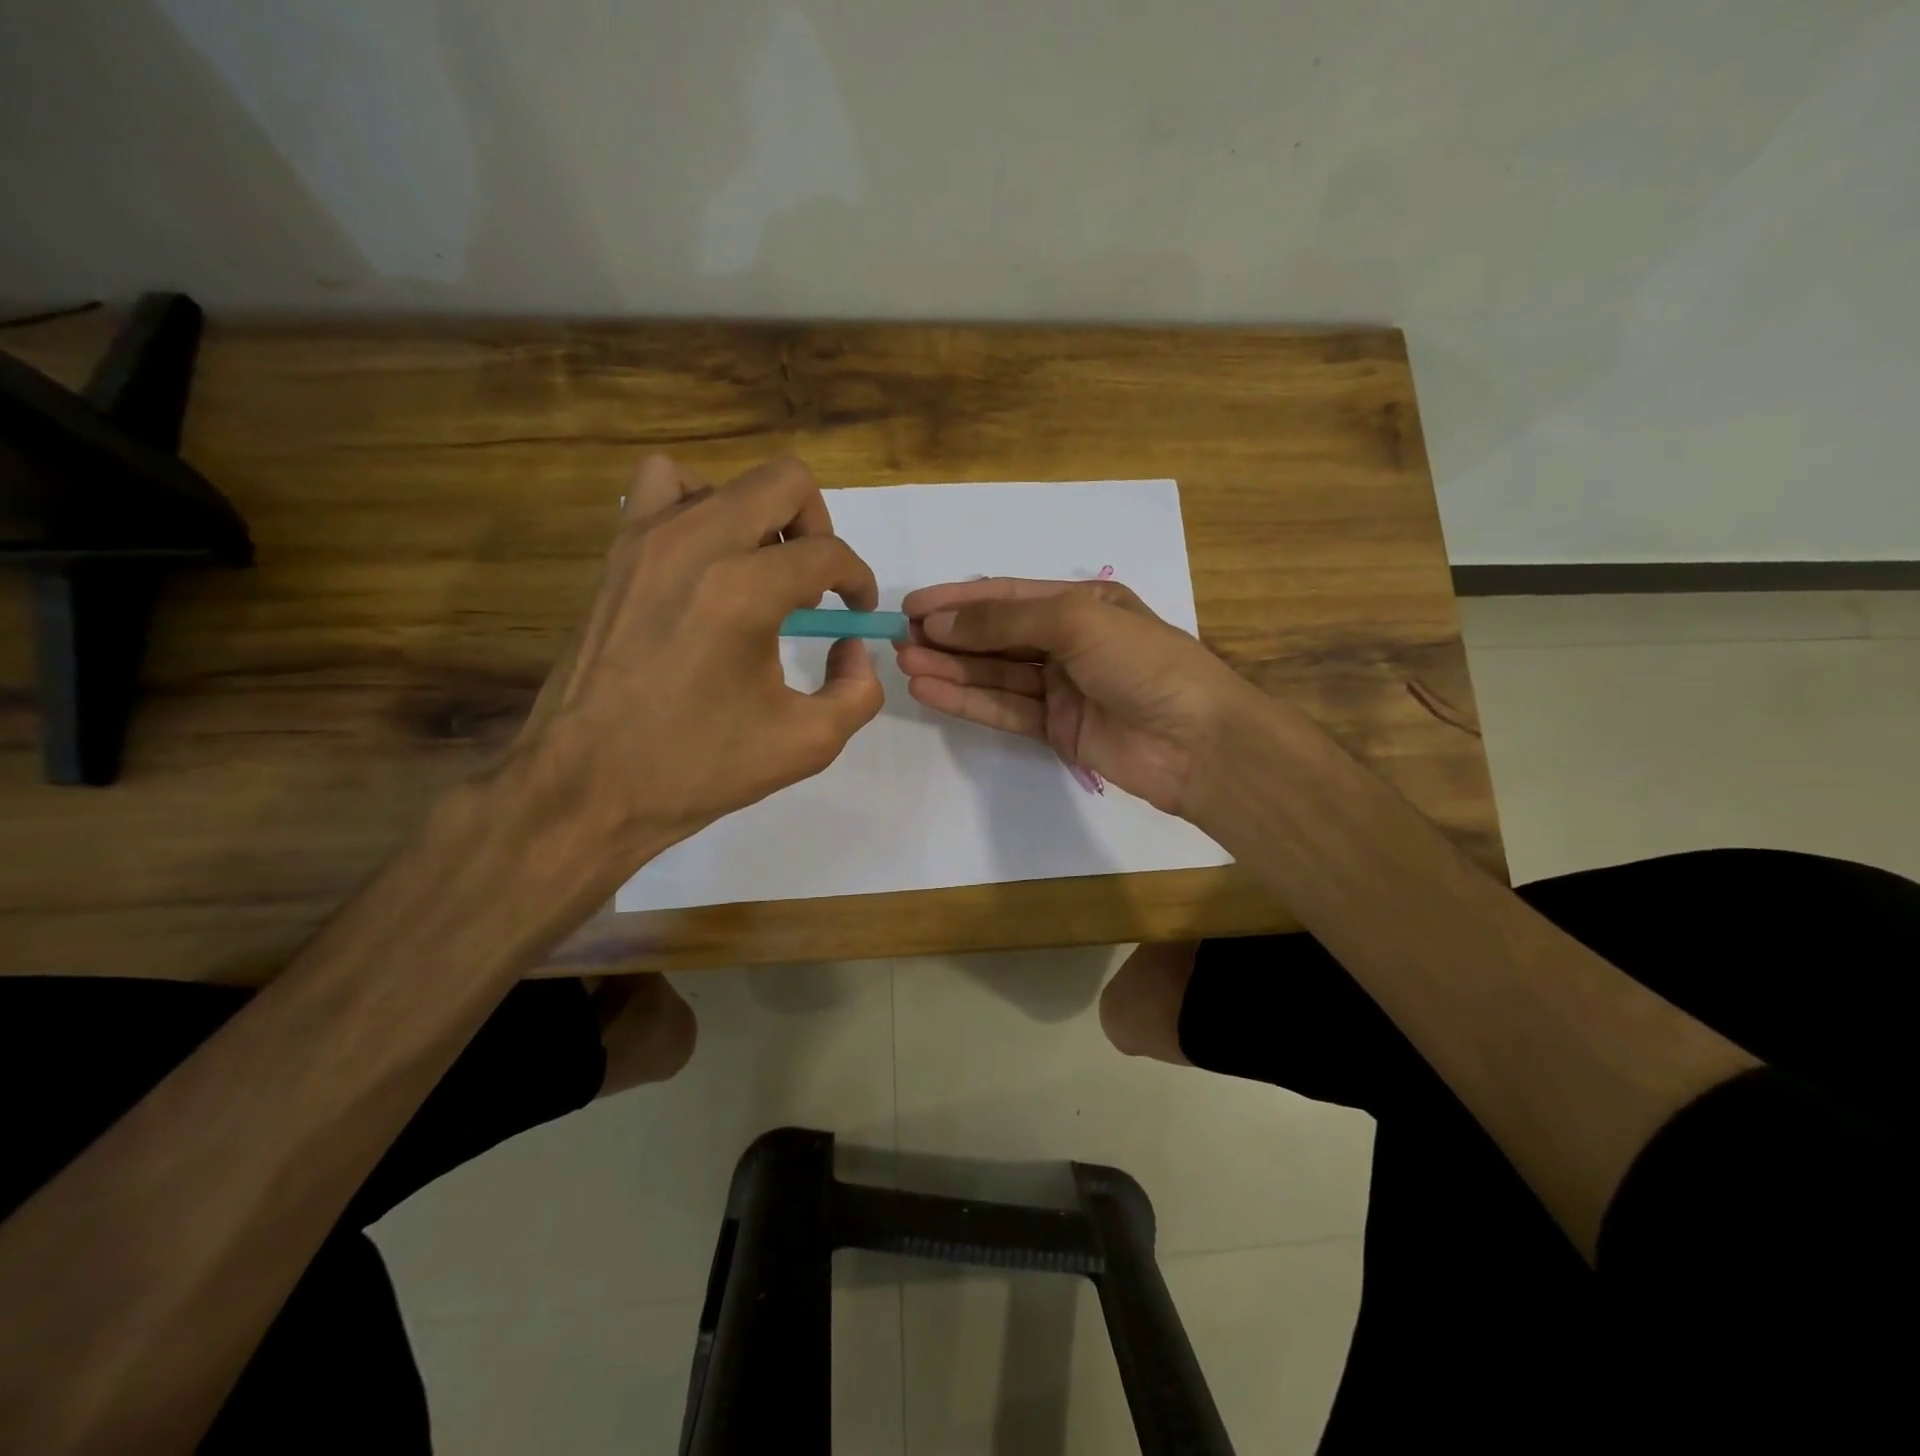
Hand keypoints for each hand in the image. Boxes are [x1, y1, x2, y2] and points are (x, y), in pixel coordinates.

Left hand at [501, 454, 882, 883]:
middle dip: (818, 528)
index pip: (828, 553)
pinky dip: (698, 508)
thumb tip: (852, 646)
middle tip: (815, 583)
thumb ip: (858, 690)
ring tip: (760, 571)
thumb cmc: (698, 768)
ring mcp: (646, 540)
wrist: (587, 785)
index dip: (858, 580)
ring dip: (759, 516)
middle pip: (785, 482)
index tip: (856, 613)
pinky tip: (706, 564)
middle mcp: (695, 544)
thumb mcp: (807, 744)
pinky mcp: (617, 553)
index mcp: (744, 591)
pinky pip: (663, 489)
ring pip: (724, 480)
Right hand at [895, 576, 1264, 818]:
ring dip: (951, 669)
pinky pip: (1006, 709)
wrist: (1197, 743)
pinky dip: (969, 701)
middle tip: (897, 639)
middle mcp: (1070, 642)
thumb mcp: (1076, 622)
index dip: (959, 600)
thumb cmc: (1144, 664)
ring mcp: (1063, 688)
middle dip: (949, 636)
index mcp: (1083, 604)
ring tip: (905, 664)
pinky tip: (932, 691)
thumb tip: (940, 620)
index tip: (911, 606)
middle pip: (997, 636)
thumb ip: (1005, 623)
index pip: (1008, 597)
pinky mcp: (1058, 729)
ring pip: (996, 674)